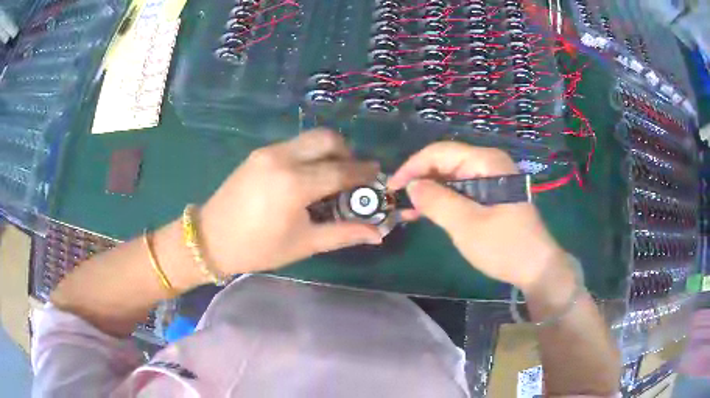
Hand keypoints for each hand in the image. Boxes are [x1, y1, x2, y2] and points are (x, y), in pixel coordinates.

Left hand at [199, 129, 382, 274]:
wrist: (211, 238)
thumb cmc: (258, 248)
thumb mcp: (304, 244)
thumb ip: (343, 233)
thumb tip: (377, 234)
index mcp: (295, 184)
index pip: (341, 170)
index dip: (363, 173)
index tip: (377, 175)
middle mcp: (283, 158)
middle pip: (327, 139)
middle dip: (347, 152)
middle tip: (352, 175)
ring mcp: (268, 151)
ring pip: (310, 138)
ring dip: (328, 151)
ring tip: (330, 176)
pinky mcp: (259, 153)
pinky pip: (294, 144)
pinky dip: (309, 154)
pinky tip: (307, 176)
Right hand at [389, 142, 565, 289]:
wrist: (535, 267)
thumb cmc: (504, 245)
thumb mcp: (466, 225)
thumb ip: (437, 201)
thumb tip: (411, 185)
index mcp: (486, 162)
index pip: (440, 152)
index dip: (413, 166)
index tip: (392, 186)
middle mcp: (488, 164)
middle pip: (445, 163)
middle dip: (420, 179)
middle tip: (397, 200)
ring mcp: (490, 180)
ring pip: (450, 178)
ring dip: (429, 192)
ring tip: (406, 209)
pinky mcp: (490, 196)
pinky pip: (460, 192)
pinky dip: (442, 202)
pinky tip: (424, 214)